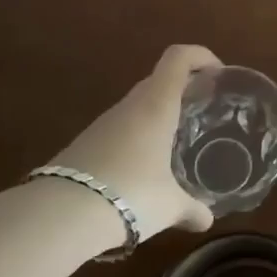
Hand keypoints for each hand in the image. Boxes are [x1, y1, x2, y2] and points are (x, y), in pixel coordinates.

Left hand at [47, 45, 217, 242]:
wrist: (59, 216)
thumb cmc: (130, 195)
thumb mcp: (169, 206)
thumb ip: (192, 209)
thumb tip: (207, 220)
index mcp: (157, 105)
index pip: (178, 58)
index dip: (200, 56)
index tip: (218, 74)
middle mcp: (130, 106)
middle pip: (159, 80)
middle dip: (183, 89)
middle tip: (204, 112)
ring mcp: (103, 124)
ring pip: (138, 106)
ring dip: (159, 115)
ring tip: (177, 142)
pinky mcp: (84, 145)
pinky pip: (120, 129)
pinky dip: (138, 138)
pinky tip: (145, 168)